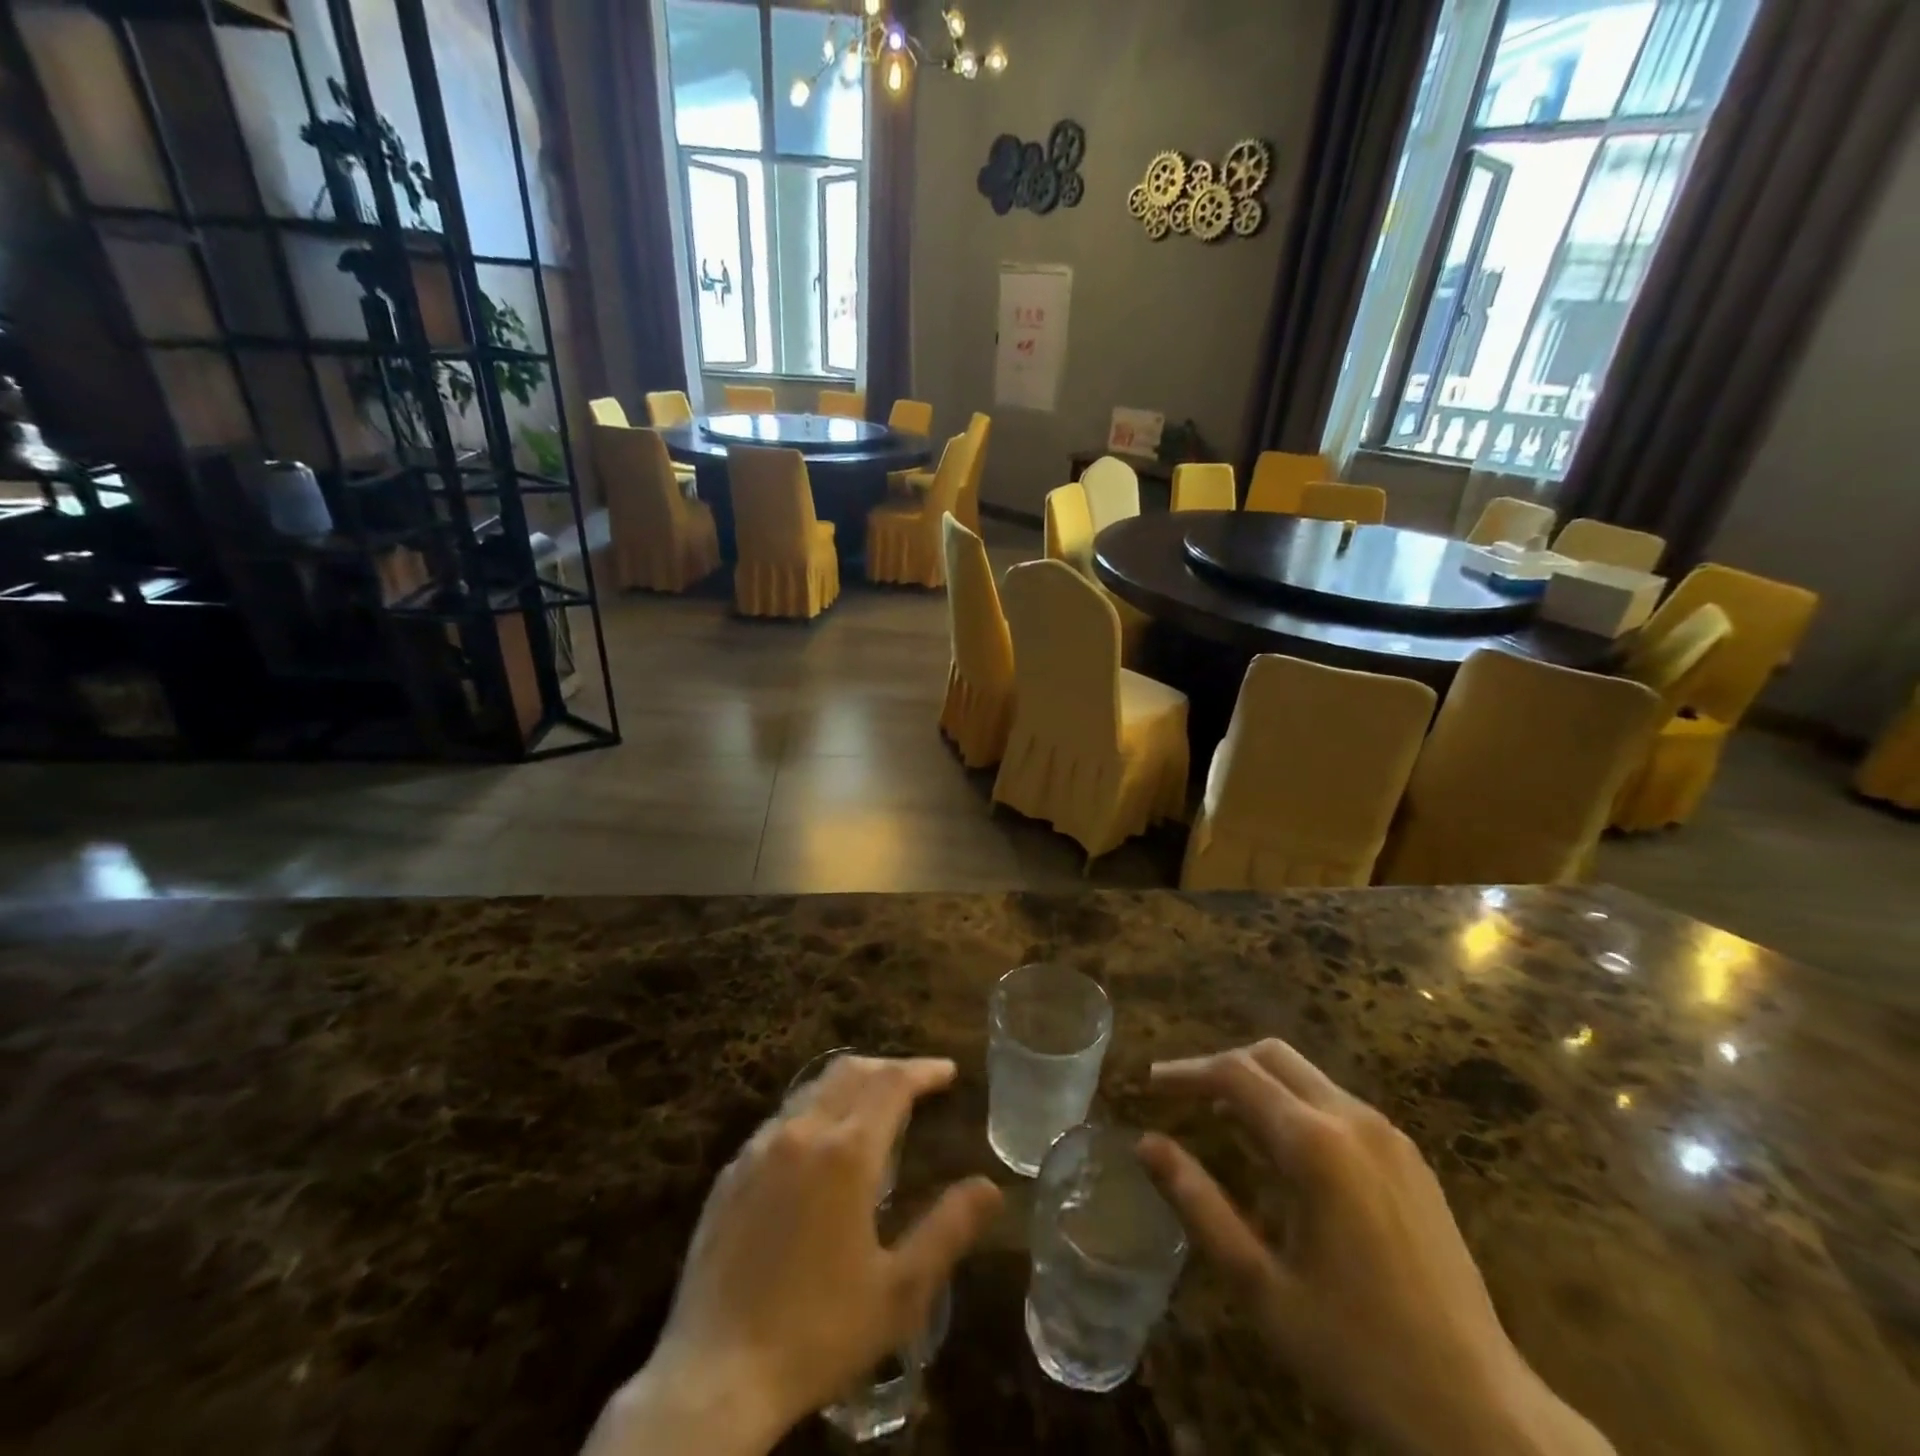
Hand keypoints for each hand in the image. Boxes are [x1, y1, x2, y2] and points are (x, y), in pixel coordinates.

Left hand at [585, 1056, 1002, 1455]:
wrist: (714, 1377)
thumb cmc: (818, 1333)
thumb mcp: (899, 1291)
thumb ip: (948, 1230)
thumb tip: (990, 1187)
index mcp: (846, 1152)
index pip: (892, 1083)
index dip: (923, 1070)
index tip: (948, 1072)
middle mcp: (801, 1132)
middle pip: (851, 1072)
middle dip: (889, 1069)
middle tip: (917, 1084)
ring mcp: (758, 1149)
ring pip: (812, 1089)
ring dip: (851, 1085)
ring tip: (874, 1108)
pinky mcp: (730, 1173)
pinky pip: (781, 1119)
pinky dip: (814, 1111)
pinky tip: (819, 1148)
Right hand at [1140, 1041, 1611, 1455]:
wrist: (1485, 1417)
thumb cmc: (1358, 1353)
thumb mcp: (1260, 1286)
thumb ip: (1198, 1205)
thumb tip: (1145, 1144)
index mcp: (1316, 1145)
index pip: (1234, 1074)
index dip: (1186, 1072)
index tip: (1149, 1085)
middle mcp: (1354, 1121)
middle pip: (1271, 1056)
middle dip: (1220, 1067)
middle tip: (1182, 1098)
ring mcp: (1390, 1137)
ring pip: (1306, 1076)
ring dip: (1258, 1084)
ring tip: (1221, 1123)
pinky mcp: (1411, 1160)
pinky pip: (1337, 1104)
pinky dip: (1294, 1105)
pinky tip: (1282, 1154)